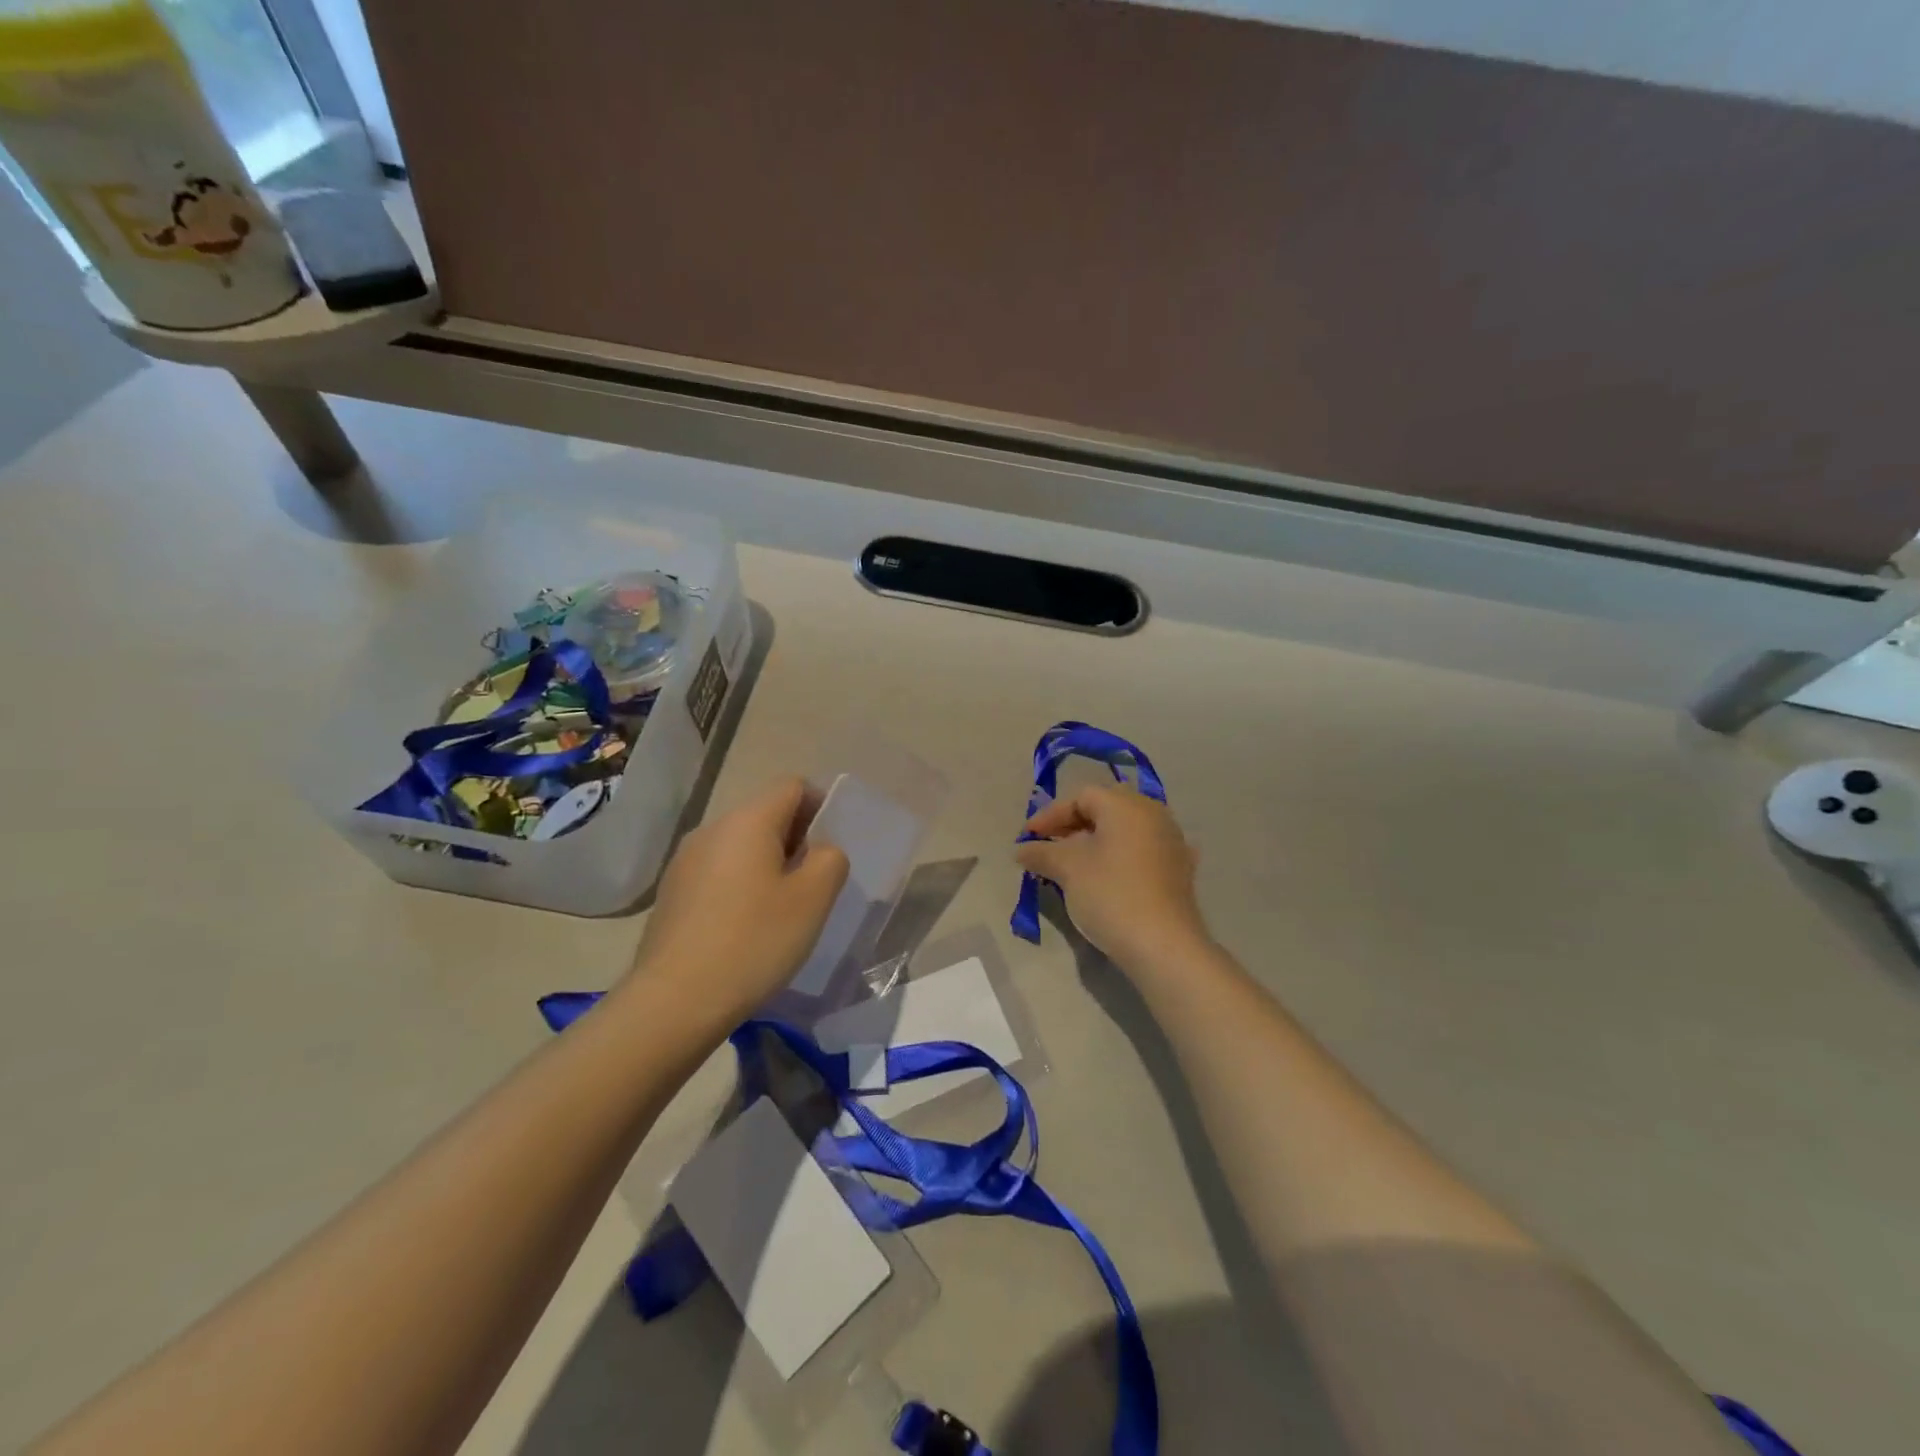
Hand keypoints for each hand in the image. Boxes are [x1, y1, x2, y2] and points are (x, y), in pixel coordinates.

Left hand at [631, 777, 848, 1022]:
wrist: (674, 1000)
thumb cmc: (754, 941)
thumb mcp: (813, 899)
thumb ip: (831, 859)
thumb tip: (820, 850)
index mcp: (748, 820)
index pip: (793, 786)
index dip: (821, 806)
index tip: (831, 847)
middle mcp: (712, 828)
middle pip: (765, 813)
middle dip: (796, 838)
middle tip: (813, 883)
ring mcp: (685, 860)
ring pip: (741, 844)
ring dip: (768, 863)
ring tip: (781, 908)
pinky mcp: (672, 892)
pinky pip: (718, 871)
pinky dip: (741, 884)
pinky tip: (746, 926)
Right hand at [1015, 784, 1207, 970]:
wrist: (1164, 946)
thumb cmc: (1111, 895)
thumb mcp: (1068, 870)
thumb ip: (1041, 852)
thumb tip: (1022, 849)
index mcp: (1126, 805)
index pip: (1081, 796)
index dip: (1050, 814)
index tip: (1028, 837)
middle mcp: (1153, 814)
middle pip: (1105, 808)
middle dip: (1072, 825)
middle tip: (1048, 846)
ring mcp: (1171, 841)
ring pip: (1125, 830)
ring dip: (1095, 841)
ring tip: (1071, 864)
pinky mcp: (1179, 870)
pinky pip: (1141, 851)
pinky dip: (1119, 856)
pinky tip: (1107, 875)